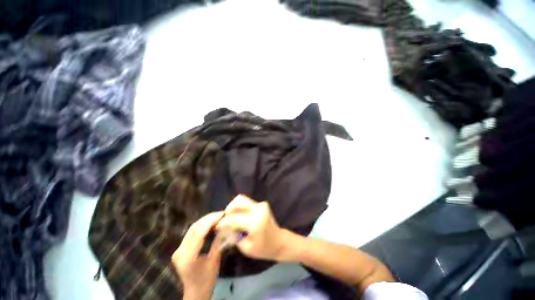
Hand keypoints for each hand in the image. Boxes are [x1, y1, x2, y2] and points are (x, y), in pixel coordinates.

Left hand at [172, 212, 223, 299]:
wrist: (195, 292)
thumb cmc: (206, 280)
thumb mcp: (214, 261)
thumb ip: (218, 242)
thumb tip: (225, 226)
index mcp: (187, 257)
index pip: (199, 233)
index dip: (211, 221)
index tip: (221, 214)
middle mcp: (179, 251)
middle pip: (194, 229)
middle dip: (208, 218)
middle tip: (220, 213)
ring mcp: (178, 250)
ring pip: (192, 229)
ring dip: (205, 221)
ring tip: (217, 216)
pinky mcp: (180, 249)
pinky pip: (191, 234)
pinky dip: (201, 226)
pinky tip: (209, 223)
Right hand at [216, 195, 289, 261]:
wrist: (279, 241)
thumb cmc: (263, 248)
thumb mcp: (246, 247)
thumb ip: (234, 235)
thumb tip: (224, 226)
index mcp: (255, 222)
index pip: (234, 218)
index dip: (224, 221)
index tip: (216, 226)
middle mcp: (258, 209)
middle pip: (239, 201)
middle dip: (229, 209)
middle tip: (224, 220)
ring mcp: (261, 205)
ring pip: (242, 199)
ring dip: (234, 207)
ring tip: (231, 218)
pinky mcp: (262, 204)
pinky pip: (247, 203)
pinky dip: (240, 208)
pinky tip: (239, 217)